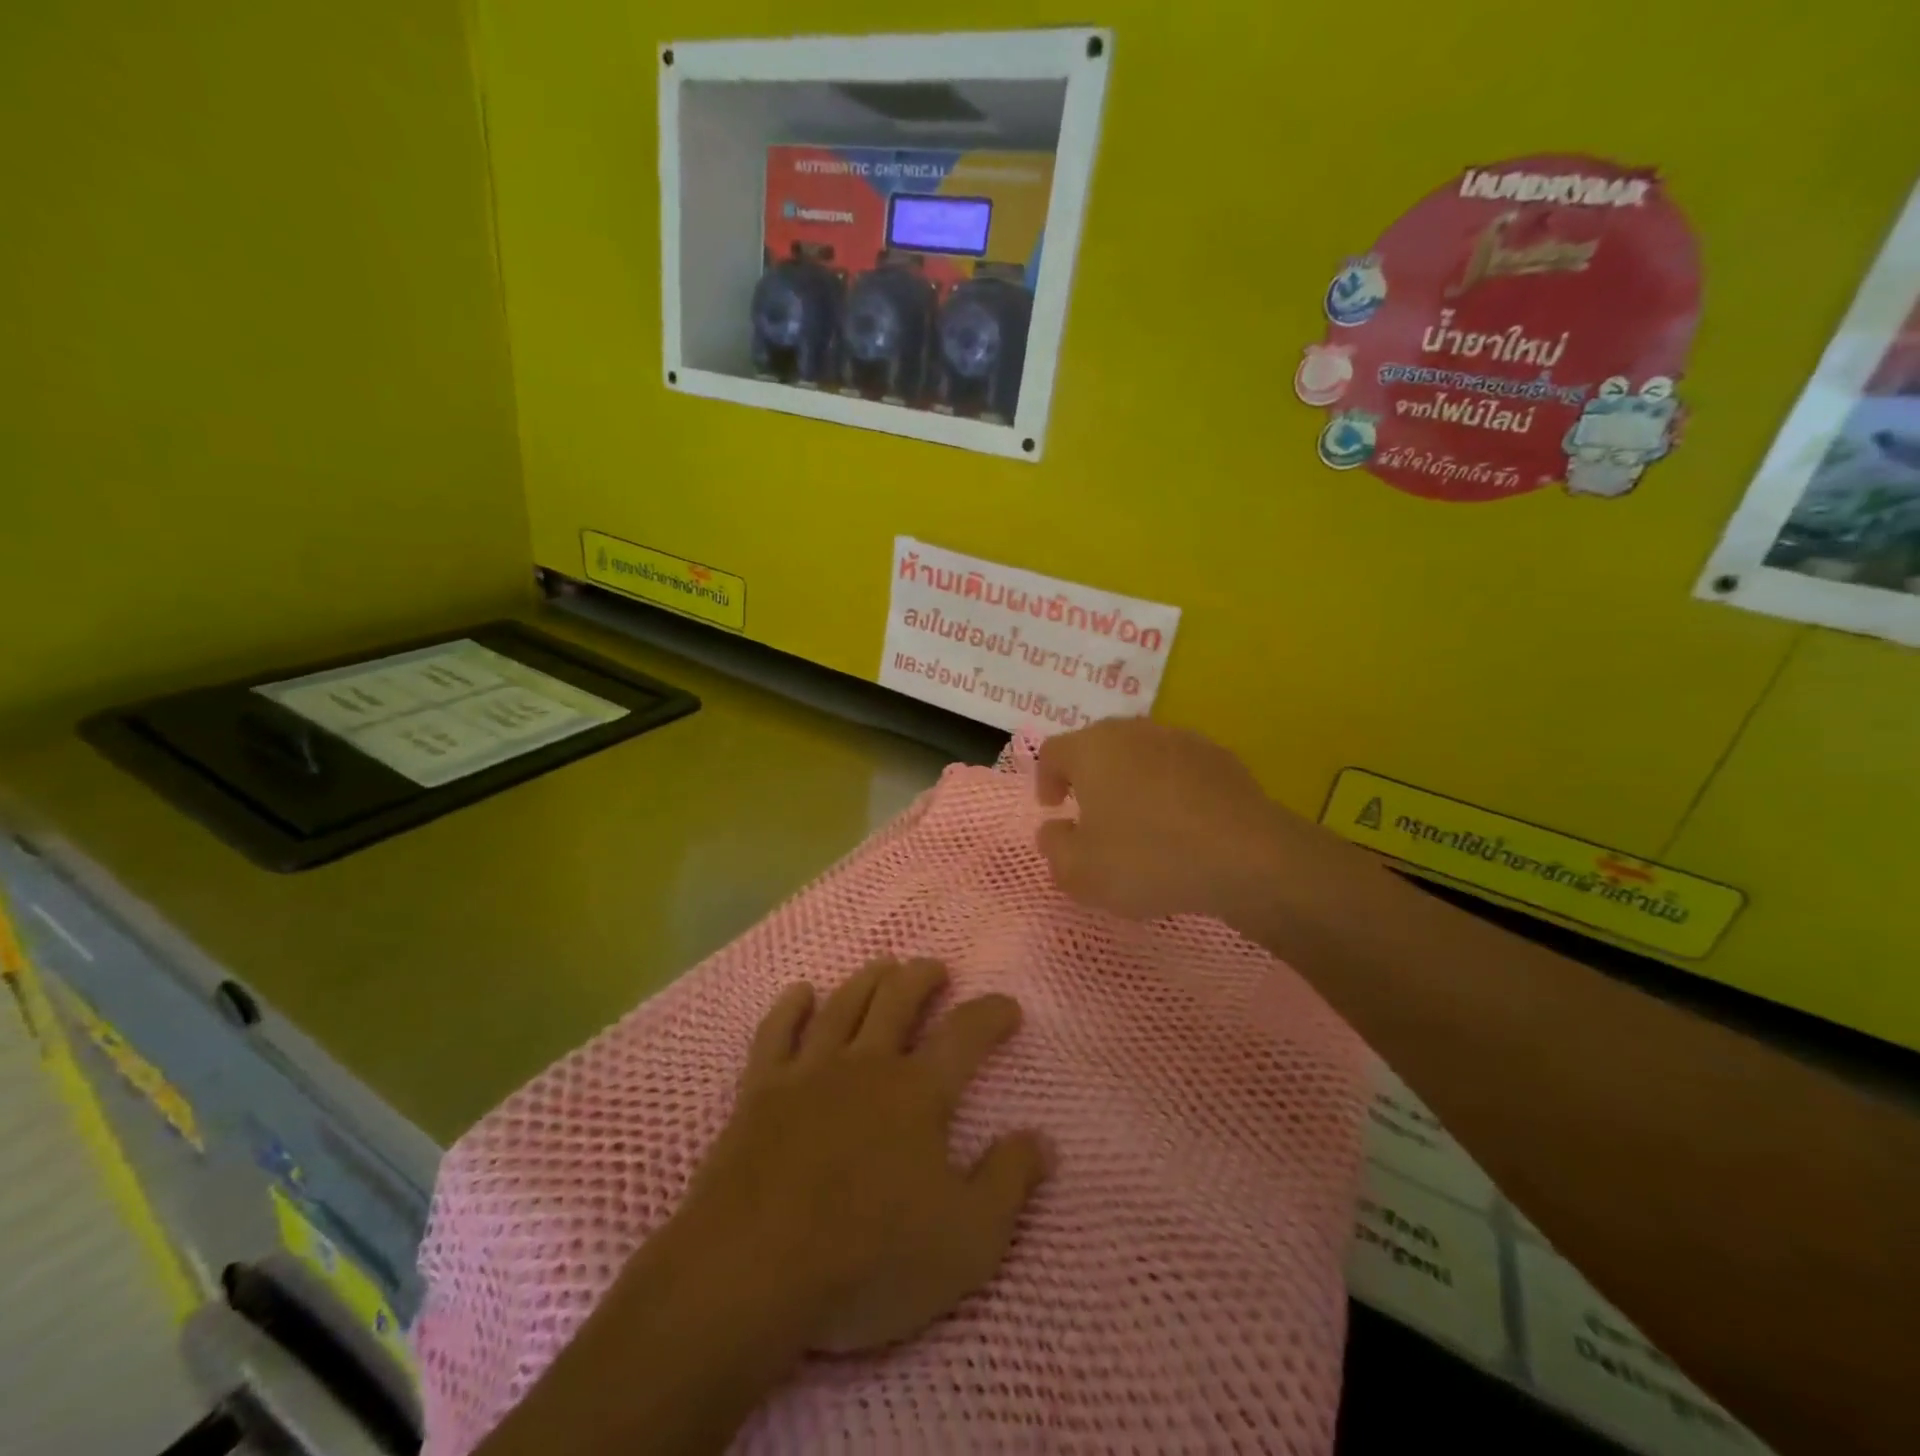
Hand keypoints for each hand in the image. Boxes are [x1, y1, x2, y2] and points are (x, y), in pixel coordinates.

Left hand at [675, 959, 1049, 1355]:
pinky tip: (801, 992)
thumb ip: (1009, 1183)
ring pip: (844, 1003)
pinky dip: (790, 1006)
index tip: (1007, 1006)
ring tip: (884, 966)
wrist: (752, 1271)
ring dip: (868, 979)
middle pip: (898, 998)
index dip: (991, 1013)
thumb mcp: (967, 1240)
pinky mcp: (760, 1090)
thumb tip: (1041, 1139)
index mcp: (918, 1092)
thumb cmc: (869, 1260)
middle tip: (936, 969)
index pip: (965, 1034)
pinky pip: (776, 1032)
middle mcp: (866, 1064)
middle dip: (923, 977)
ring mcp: (809, 1072)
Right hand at [1036, 718, 1366, 931]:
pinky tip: (1182, 826)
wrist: (1247, 857)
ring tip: (1139, 823)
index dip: (1045, 779)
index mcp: (1092, 749)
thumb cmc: (1148, 859)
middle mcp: (1134, 731)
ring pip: (1141, 755)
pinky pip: (1179, 770)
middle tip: (1091, 816)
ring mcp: (1182, 740)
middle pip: (1098, 747)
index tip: (1053, 809)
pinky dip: (1170, 790)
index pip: (1053, 752)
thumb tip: (1054, 830)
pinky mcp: (1220, 758)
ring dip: (1131, 782)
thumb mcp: (1081, 872)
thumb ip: (1054, 848)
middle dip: (1088, 778)